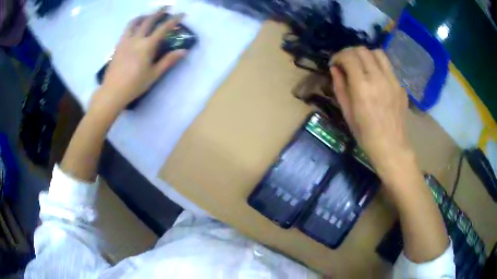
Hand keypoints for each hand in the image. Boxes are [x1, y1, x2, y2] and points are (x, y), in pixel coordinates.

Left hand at [94, 8, 186, 111]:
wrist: (112, 92)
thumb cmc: (135, 85)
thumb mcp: (154, 74)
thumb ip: (168, 61)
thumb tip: (183, 51)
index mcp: (146, 46)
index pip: (163, 28)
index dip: (173, 20)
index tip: (181, 14)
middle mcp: (136, 39)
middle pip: (148, 20)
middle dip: (158, 12)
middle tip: (165, 7)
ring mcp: (125, 41)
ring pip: (133, 23)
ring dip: (143, 16)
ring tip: (147, 16)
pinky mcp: (118, 46)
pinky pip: (126, 30)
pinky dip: (133, 25)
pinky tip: (134, 29)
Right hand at [330, 47, 412, 177]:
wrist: (391, 147)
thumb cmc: (365, 135)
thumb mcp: (347, 112)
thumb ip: (340, 87)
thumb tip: (335, 69)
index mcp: (362, 87)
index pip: (349, 56)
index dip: (338, 56)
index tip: (335, 63)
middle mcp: (378, 78)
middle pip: (363, 50)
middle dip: (350, 52)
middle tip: (346, 63)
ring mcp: (393, 81)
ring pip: (378, 53)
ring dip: (366, 55)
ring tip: (362, 65)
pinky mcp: (401, 86)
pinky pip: (388, 66)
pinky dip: (378, 65)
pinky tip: (375, 78)